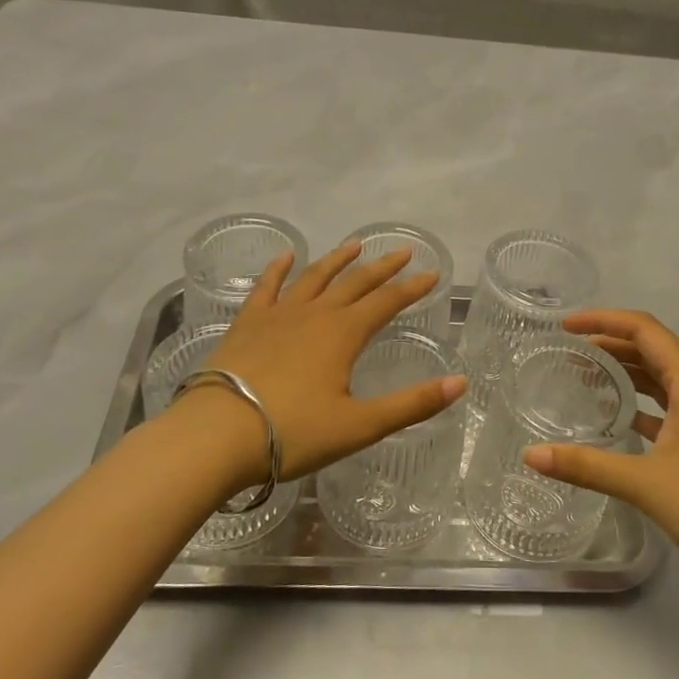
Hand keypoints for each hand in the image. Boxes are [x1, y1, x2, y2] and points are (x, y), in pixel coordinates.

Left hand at [179, 241, 465, 489]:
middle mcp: (315, 314)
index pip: (387, 302)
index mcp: (343, 334)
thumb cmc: (293, 433)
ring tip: (354, 244)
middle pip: (355, 283)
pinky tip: (285, 256)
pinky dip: (278, 269)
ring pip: (314, 277)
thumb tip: (461, 383)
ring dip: (337, 260)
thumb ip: (412, 403)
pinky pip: (266, 287)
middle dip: (382, 267)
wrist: (217, 434)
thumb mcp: (360, 425)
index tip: (432, 274)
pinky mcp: (247, 323)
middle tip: (402, 251)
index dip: (411, 288)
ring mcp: (278, 315)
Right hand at [522, 309, 678, 604]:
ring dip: (623, 372)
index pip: (643, 329)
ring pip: (658, 378)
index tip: (565, 326)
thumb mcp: (645, 482)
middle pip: (650, 349)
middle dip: (608, 343)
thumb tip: (531, 455)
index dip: (603, 320)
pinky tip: (613, 418)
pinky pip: (665, 406)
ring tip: (582, 375)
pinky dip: (637, 403)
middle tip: (566, 351)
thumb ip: (586, 465)